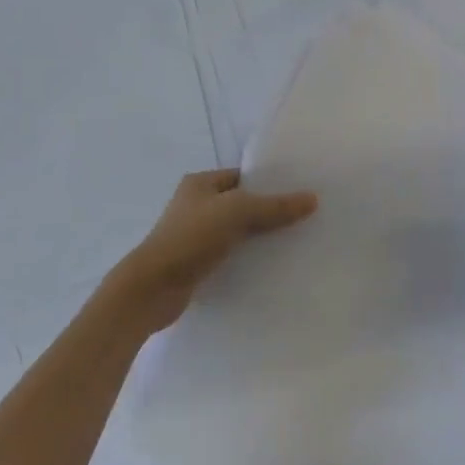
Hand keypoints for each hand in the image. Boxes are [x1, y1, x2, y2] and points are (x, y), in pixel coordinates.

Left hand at [102, 169, 317, 336]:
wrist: (153, 287)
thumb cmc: (192, 237)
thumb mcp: (237, 212)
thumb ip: (275, 206)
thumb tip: (312, 199)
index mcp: (200, 183)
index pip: (242, 176)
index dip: (269, 182)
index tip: (299, 191)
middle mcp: (196, 205)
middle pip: (242, 204)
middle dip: (269, 211)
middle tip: (303, 218)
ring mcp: (195, 235)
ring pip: (237, 231)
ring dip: (260, 237)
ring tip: (295, 242)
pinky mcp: (197, 263)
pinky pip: (231, 254)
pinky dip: (248, 258)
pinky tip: (272, 266)